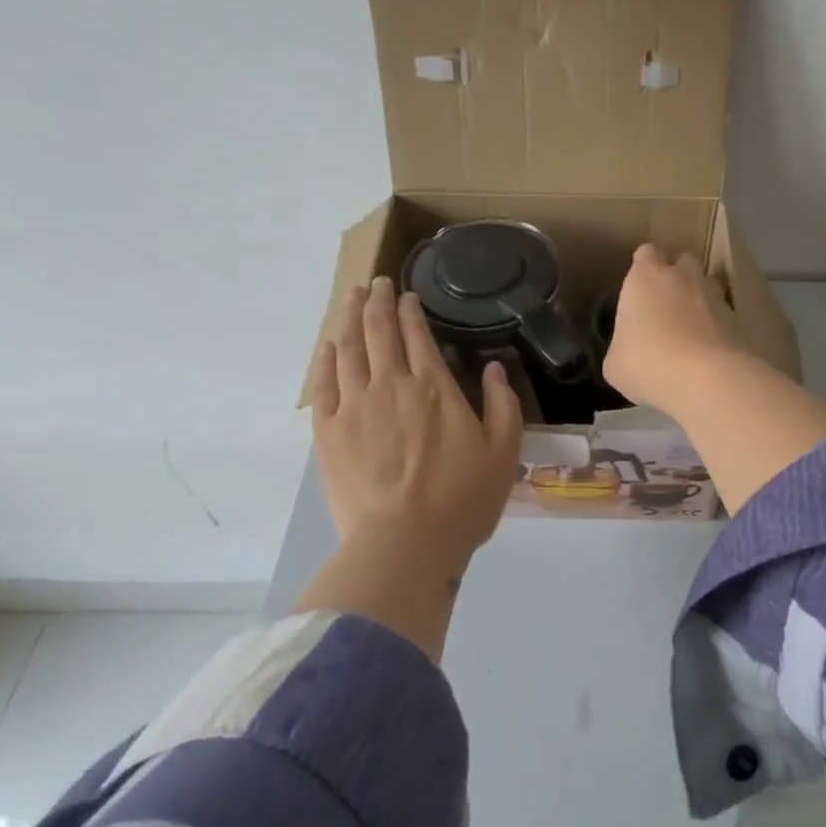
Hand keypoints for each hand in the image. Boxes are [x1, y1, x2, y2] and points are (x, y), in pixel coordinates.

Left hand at [310, 278, 523, 559]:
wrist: (403, 544)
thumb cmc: (461, 500)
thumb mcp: (503, 452)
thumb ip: (503, 404)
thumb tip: (494, 368)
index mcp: (433, 387)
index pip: (417, 335)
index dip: (409, 310)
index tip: (405, 295)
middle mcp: (390, 385)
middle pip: (377, 332)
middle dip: (377, 302)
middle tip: (376, 282)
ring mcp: (353, 407)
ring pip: (347, 349)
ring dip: (349, 318)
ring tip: (351, 298)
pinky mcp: (328, 432)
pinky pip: (322, 385)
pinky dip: (325, 360)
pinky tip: (328, 346)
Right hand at [603, 244, 749, 415]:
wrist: (705, 379)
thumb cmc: (647, 363)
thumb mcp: (616, 363)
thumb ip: (622, 347)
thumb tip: (627, 353)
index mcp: (645, 277)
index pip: (647, 253)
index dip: (644, 266)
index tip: (640, 285)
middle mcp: (681, 277)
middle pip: (682, 260)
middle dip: (676, 275)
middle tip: (665, 303)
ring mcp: (714, 295)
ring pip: (706, 284)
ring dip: (698, 297)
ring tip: (689, 326)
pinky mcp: (737, 319)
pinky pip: (722, 313)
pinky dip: (715, 324)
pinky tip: (706, 348)